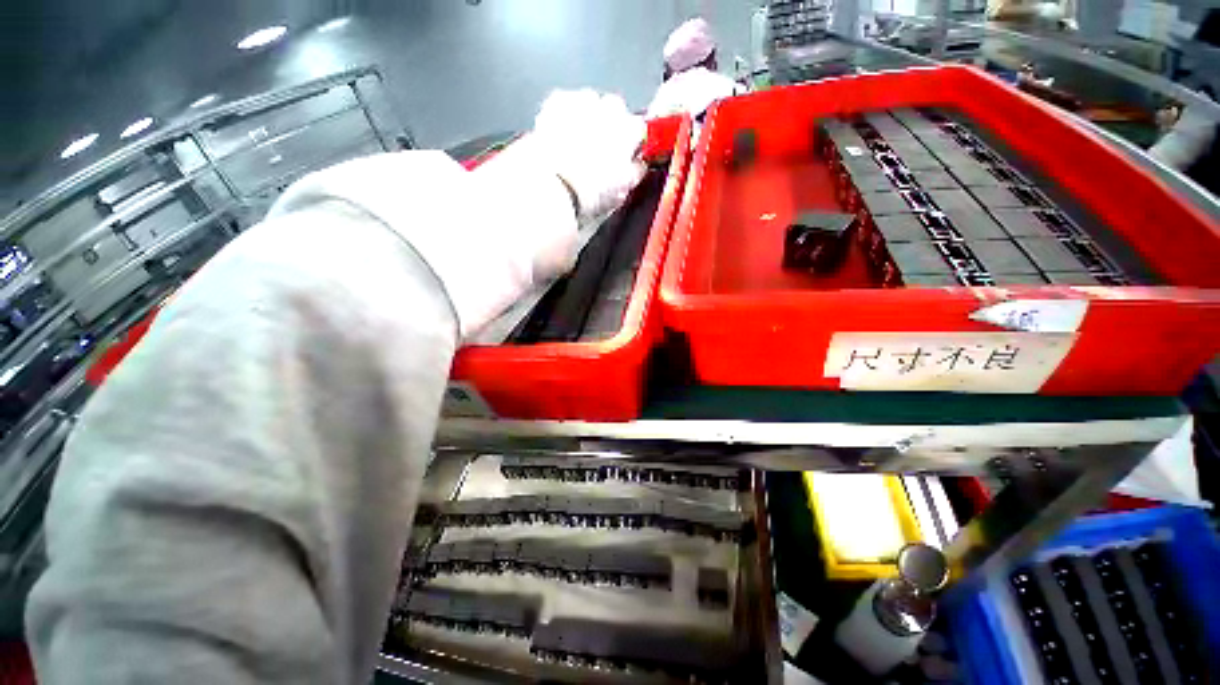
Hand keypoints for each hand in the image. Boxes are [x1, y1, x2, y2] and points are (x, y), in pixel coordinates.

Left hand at [531, 89, 646, 220]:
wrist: (555, 186)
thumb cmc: (588, 193)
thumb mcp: (620, 193)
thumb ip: (634, 173)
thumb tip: (636, 167)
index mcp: (629, 132)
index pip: (638, 129)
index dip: (631, 144)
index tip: (624, 156)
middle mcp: (610, 109)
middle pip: (615, 110)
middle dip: (609, 126)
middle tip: (598, 151)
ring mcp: (583, 102)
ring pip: (590, 103)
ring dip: (586, 118)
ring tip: (576, 145)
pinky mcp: (557, 102)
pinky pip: (566, 103)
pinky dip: (564, 116)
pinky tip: (560, 137)